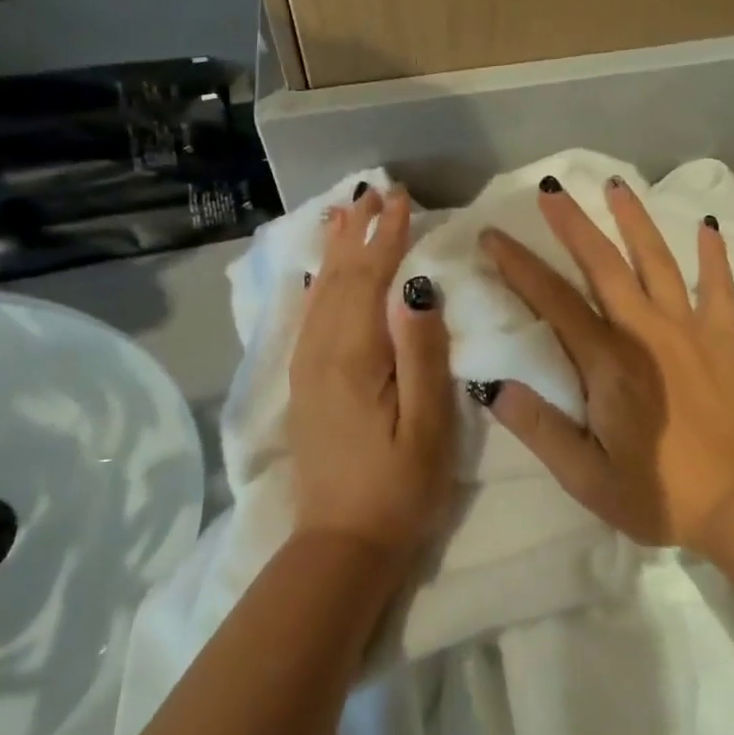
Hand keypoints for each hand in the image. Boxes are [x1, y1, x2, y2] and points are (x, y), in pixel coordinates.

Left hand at [289, 185, 456, 562]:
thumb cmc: (398, 488)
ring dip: (336, 249)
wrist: (342, 544)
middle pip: (340, 278)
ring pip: (321, 293)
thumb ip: (421, 354)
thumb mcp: (427, 425)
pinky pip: (309, 318)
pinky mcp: (306, 385)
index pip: (372, 280)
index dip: (388, 237)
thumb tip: (417, 287)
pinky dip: (318, 284)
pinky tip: (320, 275)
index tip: (404, 199)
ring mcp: (308, 369)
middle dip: (359, 231)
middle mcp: (322, 352)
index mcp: (354, 357)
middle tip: (375, 190)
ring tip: (345, 212)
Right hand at [479, 177, 733, 549]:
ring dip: (635, 220)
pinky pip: (720, 288)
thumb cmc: (660, 495)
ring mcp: (691, 331)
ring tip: (616, 185)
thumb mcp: (586, 476)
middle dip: (573, 224)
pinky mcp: (726, 341)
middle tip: (551, 188)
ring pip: (658, 261)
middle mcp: (647, 332)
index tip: (494, 235)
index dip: (519, 266)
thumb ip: (538, 428)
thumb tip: (492, 385)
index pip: (554, 301)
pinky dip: (714, 255)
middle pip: (604, 264)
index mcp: (608, 362)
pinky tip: (710, 226)